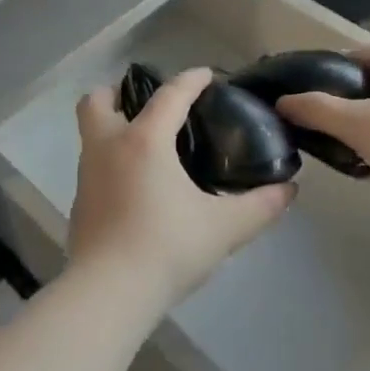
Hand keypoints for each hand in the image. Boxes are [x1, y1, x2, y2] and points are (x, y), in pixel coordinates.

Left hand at [68, 68, 294, 310]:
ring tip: (146, 145)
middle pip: (99, 100)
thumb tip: (290, 189)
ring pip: (91, 132)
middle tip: (146, 104)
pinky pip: (93, 165)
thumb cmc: (166, 248)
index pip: (169, 95)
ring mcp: (87, 174)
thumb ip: (260, 206)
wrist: (108, 294)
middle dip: (119, 93)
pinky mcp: (79, 203)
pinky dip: (111, 162)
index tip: (206, 75)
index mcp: (145, 140)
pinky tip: (135, 186)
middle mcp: (109, 146)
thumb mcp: (224, 228)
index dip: (190, 80)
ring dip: (113, 127)